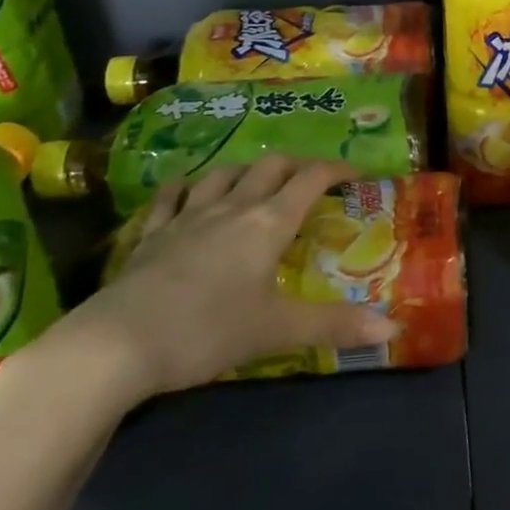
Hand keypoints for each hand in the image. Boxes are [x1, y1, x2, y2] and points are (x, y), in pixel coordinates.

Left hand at [27, 156, 396, 412]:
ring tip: (257, 182)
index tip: (357, 173)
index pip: (310, 179)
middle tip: (311, 180)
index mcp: (267, 223)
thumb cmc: (207, 331)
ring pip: (222, 174)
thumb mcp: (277, 330)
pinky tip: (188, 191)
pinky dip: (186, 188)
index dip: (337, 168)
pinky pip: (171, 197)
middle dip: (296, 165)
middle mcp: (231, 208)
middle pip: (269, 166)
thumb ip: (335, 325)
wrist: (116, 345)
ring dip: (246, 170)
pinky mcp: (150, 235)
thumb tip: (393, 327)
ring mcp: (186, 218)